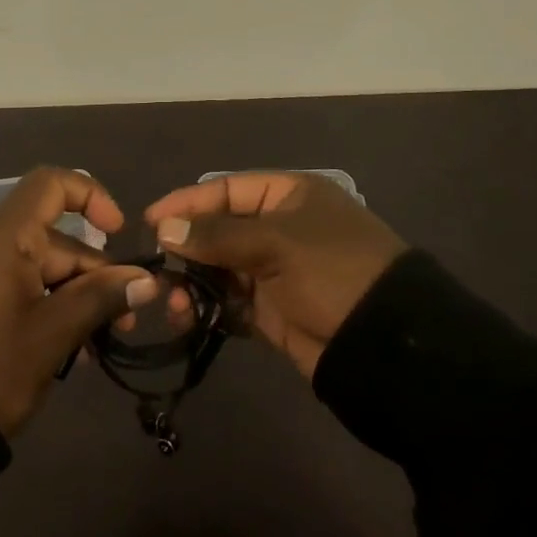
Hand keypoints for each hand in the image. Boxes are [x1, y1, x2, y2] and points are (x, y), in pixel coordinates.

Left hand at [0, 167, 159, 436]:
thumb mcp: (52, 334)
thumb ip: (100, 298)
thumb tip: (146, 280)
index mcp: (4, 236)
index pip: (52, 184)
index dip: (91, 196)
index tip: (119, 233)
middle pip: (56, 238)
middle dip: (95, 274)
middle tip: (124, 322)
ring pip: (42, 267)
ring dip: (76, 297)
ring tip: (99, 345)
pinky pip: (21, 286)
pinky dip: (49, 307)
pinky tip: (71, 351)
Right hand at [144, 172, 407, 380]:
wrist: (387, 346)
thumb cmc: (332, 272)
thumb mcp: (276, 243)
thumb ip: (216, 235)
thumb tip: (164, 229)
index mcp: (288, 195)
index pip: (226, 190)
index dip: (187, 202)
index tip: (150, 221)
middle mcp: (280, 227)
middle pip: (218, 229)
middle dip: (186, 249)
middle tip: (158, 270)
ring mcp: (276, 270)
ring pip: (219, 268)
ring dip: (193, 283)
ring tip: (174, 302)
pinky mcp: (273, 310)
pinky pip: (230, 302)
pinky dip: (209, 309)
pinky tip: (190, 318)